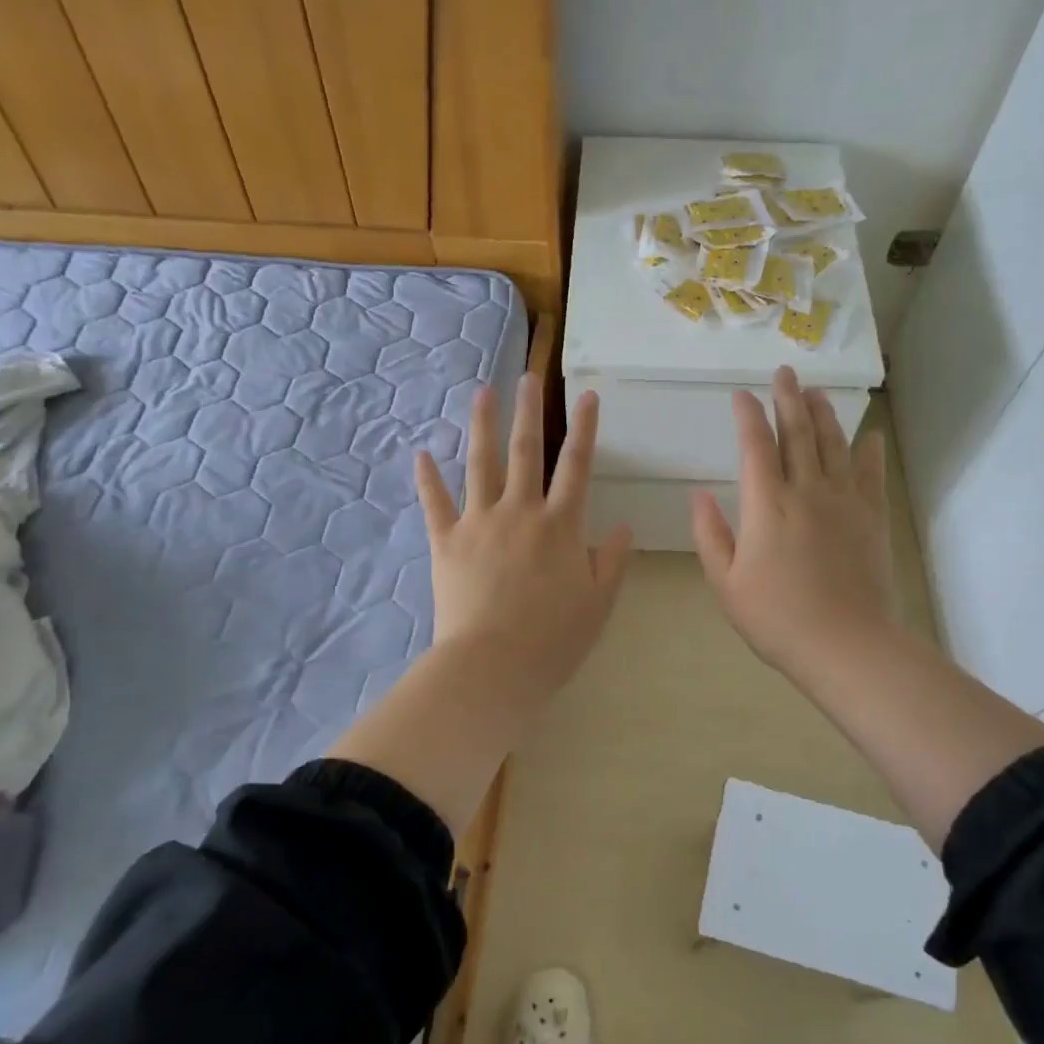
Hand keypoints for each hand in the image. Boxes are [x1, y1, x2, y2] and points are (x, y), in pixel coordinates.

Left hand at [416, 374, 631, 698]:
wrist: (492, 666)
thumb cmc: (553, 640)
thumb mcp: (598, 604)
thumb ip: (611, 562)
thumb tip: (622, 528)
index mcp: (561, 525)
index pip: (577, 466)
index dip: (584, 428)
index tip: (587, 396)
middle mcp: (521, 511)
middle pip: (526, 451)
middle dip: (530, 410)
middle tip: (529, 376)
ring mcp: (480, 522)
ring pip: (480, 463)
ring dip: (482, 424)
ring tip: (483, 392)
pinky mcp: (446, 541)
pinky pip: (435, 503)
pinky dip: (428, 478)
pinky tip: (421, 452)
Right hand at [691, 366, 898, 691]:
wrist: (845, 644)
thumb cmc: (776, 618)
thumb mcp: (726, 582)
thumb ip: (710, 534)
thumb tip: (698, 494)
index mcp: (767, 505)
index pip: (755, 446)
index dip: (748, 416)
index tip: (741, 395)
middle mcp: (806, 491)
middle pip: (797, 433)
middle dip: (788, 399)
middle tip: (785, 371)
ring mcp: (844, 502)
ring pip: (833, 445)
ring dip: (824, 414)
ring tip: (816, 391)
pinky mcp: (872, 518)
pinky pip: (870, 474)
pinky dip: (869, 451)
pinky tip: (868, 435)